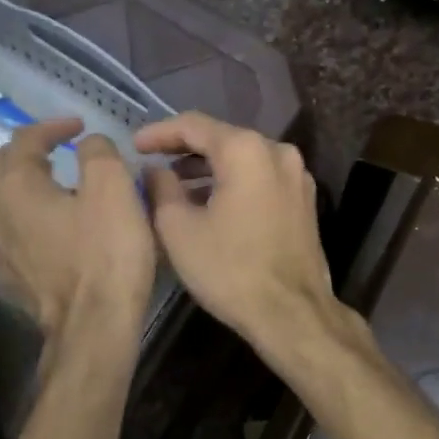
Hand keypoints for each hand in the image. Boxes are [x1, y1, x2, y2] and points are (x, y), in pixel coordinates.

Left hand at [0, 119, 155, 336]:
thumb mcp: (113, 189)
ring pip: (4, 204)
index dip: (52, 126)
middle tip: (59, 151)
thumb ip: (99, 153)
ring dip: (28, 187)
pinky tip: (57, 231)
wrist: (93, 324)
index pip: (24, 140)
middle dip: (27, 152)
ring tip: (61, 189)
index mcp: (17, 187)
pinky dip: (31, 219)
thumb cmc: (106, 253)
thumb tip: (89, 144)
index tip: (80, 127)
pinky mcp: (12, 279)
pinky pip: (14, 235)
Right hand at [134, 114, 334, 347]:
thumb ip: (160, 188)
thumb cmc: (229, 270)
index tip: (134, 146)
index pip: (193, 125)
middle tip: (153, 163)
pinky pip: (261, 178)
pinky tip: (211, 202)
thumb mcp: (178, 229)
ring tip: (176, 186)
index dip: (159, 133)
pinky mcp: (304, 200)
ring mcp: (297, 176)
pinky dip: (234, 182)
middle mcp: (278, 152)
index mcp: (246, 150)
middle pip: (222, 138)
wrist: (291, 313)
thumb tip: (155, 170)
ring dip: (209, 168)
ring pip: (244, 159)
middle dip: (185, 150)